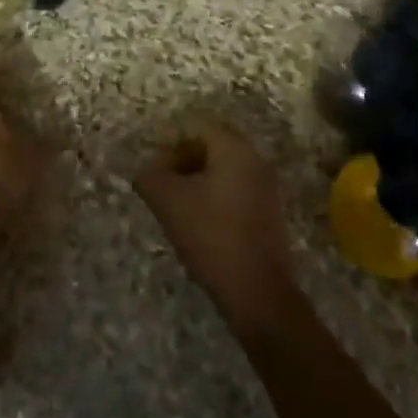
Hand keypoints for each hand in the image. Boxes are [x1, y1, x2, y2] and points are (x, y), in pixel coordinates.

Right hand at [135, 122, 297, 332]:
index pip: (196, 124)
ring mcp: (266, 184)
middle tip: (161, 183)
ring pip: (223, 166)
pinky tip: (199, 220)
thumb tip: (148, 167)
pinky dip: (214, 194)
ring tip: (176, 204)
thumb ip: (151, 175)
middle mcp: (255, 157)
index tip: (153, 167)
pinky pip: (236, 186)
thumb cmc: (212, 237)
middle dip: (182, 158)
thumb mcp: (169, 203)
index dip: (169, 140)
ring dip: (197, 177)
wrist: (258, 292)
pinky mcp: (268, 209)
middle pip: (211, 143)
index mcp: (234, 148)